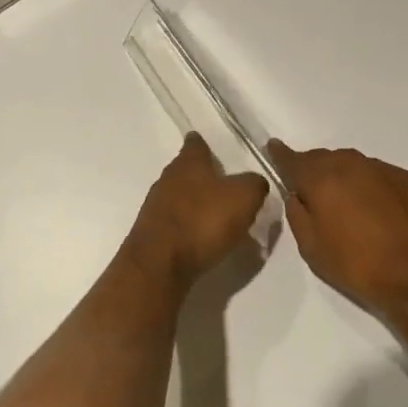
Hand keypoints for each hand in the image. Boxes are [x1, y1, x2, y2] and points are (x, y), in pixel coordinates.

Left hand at [124, 134, 269, 289]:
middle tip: (224, 184)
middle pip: (185, 169)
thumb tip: (255, 181)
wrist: (160, 262)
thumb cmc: (203, 220)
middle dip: (201, 175)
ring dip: (194, 201)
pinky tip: (201, 237)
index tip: (210, 147)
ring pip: (179, 195)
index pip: (195, 144)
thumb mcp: (243, 197)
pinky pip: (175, 221)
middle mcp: (168, 178)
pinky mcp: (152, 232)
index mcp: (188, 163)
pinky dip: (188, 225)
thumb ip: (253, 184)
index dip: (203, 144)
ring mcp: (156, 205)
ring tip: (216, 213)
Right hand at [267, 141, 407, 336]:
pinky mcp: (406, 179)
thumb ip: (297, 214)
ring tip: (345, 204)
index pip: (292, 158)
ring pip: (351, 164)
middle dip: (313, 171)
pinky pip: (376, 174)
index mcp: (322, 178)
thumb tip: (298, 196)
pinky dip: (367, 184)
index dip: (280, 154)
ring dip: (342, 177)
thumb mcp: (311, 248)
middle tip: (312, 194)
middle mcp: (350, 164)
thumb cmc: (357, 266)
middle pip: (323, 159)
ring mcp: (381, 169)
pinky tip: (374, 210)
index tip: (273, 148)